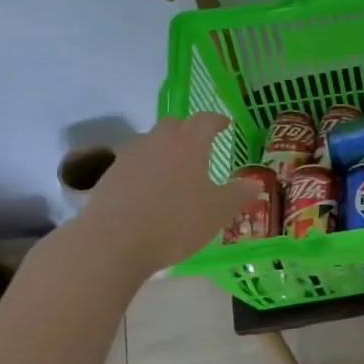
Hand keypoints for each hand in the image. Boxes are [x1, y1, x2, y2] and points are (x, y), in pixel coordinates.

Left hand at [61, 113, 253, 277]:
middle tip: (198, 145)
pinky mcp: (109, 175)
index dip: (217, 121)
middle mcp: (159, 140)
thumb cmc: (175, 222)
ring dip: (163, 147)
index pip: (205, 120)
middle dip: (188, 130)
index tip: (225, 125)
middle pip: (174, 124)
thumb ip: (237, 194)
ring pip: (150, 141)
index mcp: (189, 143)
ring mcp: (130, 156)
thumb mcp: (217, 212)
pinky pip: (132, 162)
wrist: (113, 243)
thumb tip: (254, 182)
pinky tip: (147, 188)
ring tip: (172, 167)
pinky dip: (143, 167)